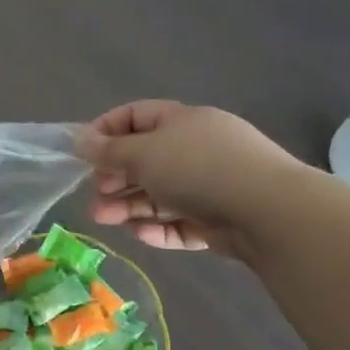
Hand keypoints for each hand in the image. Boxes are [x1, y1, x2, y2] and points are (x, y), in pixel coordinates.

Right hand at [77, 100, 315, 257]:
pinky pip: (180, 221)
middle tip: (95, 194)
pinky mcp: (219, 219)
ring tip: (103, 220)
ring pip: (160, 194)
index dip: (106, 130)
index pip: (136, 116)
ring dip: (128, 205)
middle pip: (146, 159)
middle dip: (114, 177)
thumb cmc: (198, 169)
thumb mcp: (143, 153)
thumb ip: (108, 150)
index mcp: (183, 121)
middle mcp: (197, 149)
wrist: (270, 212)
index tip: (83, 153)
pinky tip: (138, 234)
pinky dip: (157, 227)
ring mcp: (211, 185)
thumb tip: (80, 140)